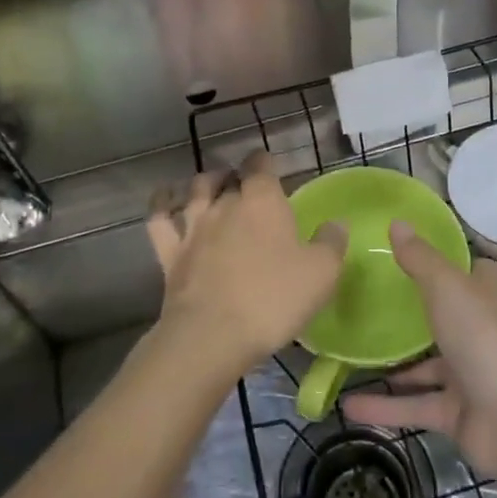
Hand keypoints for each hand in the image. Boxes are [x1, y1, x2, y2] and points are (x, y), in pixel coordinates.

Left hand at [147, 153, 344, 379]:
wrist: (213, 335)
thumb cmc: (273, 299)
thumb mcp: (321, 273)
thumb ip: (331, 243)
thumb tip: (337, 223)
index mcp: (263, 202)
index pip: (261, 166)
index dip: (265, 162)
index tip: (269, 165)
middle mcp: (225, 205)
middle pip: (229, 177)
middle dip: (237, 176)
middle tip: (246, 185)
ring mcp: (193, 228)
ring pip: (195, 190)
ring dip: (204, 183)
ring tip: (211, 185)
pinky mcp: (170, 253)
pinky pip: (159, 219)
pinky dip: (162, 204)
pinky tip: (166, 201)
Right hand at [343, 222, 496, 475]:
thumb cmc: (485, 338)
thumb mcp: (447, 288)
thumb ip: (420, 259)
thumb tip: (397, 222)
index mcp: (486, 293)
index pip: (465, 269)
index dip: (439, 259)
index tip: (399, 253)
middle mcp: (480, 329)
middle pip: (442, 314)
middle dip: (409, 311)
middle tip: (363, 300)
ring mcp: (470, 372)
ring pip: (424, 365)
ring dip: (391, 365)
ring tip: (346, 355)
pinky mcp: (457, 412)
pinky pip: (415, 404)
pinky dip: (385, 406)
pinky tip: (348, 405)